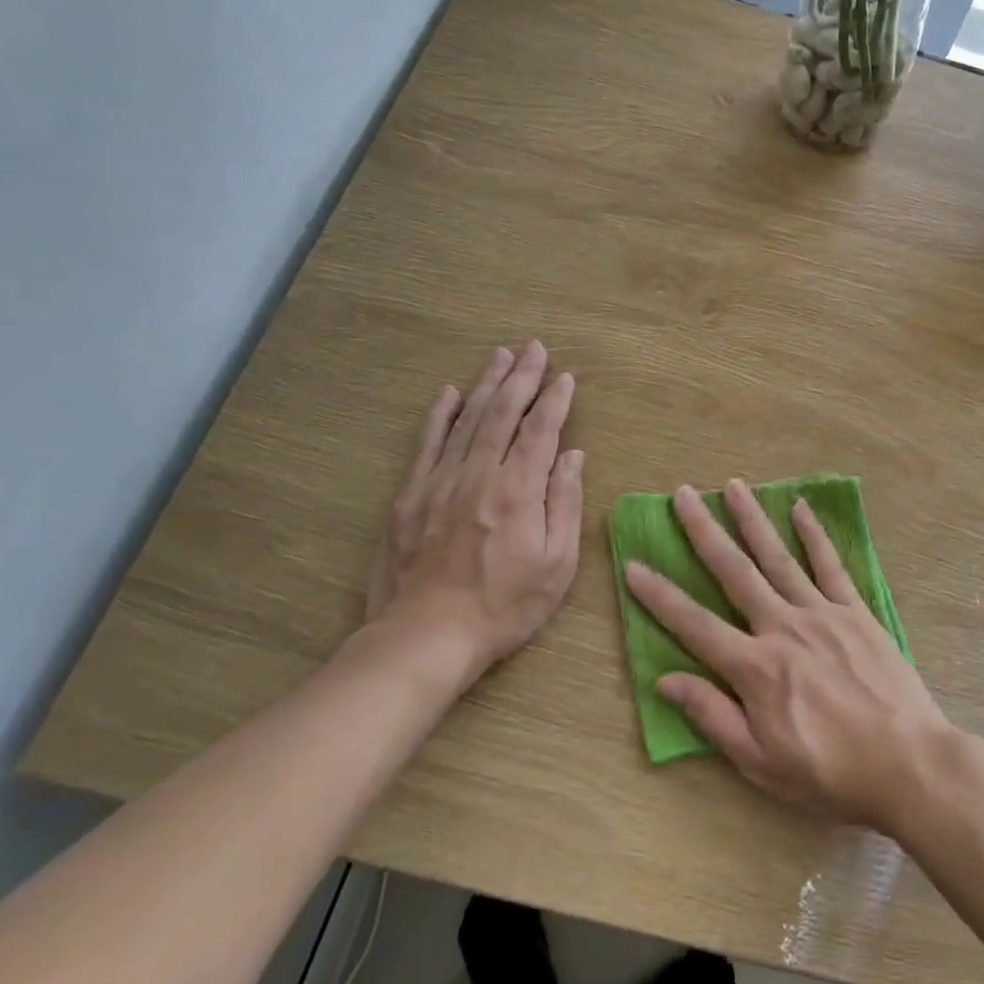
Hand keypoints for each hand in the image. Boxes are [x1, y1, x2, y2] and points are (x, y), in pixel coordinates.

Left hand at [363, 341, 583, 683]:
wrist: (425, 637)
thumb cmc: (503, 606)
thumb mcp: (556, 565)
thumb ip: (564, 504)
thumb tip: (572, 456)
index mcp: (518, 490)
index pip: (541, 431)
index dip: (554, 400)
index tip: (565, 376)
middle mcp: (479, 474)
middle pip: (503, 413)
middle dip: (521, 377)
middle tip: (533, 347)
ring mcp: (440, 481)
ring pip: (467, 420)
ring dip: (486, 384)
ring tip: (501, 356)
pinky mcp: (410, 496)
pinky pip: (427, 444)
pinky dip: (439, 416)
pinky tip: (449, 394)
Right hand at [625, 480, 953, 830]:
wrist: (909, 763)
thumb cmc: (829, 773)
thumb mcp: (760, 762)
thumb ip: (712, 716)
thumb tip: (666, 681)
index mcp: (755, 667)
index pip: (694, 624)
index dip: (660, 596)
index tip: (634, 565)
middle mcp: (782, 627)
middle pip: (734, 571)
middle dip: (704, 531)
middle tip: (683, 495)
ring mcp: (822, 613)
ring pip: (778, 557)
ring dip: (752, 519)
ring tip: (733, 485)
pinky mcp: (856, 612)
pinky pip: (830, 565)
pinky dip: (814, 534)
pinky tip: (800, 508)